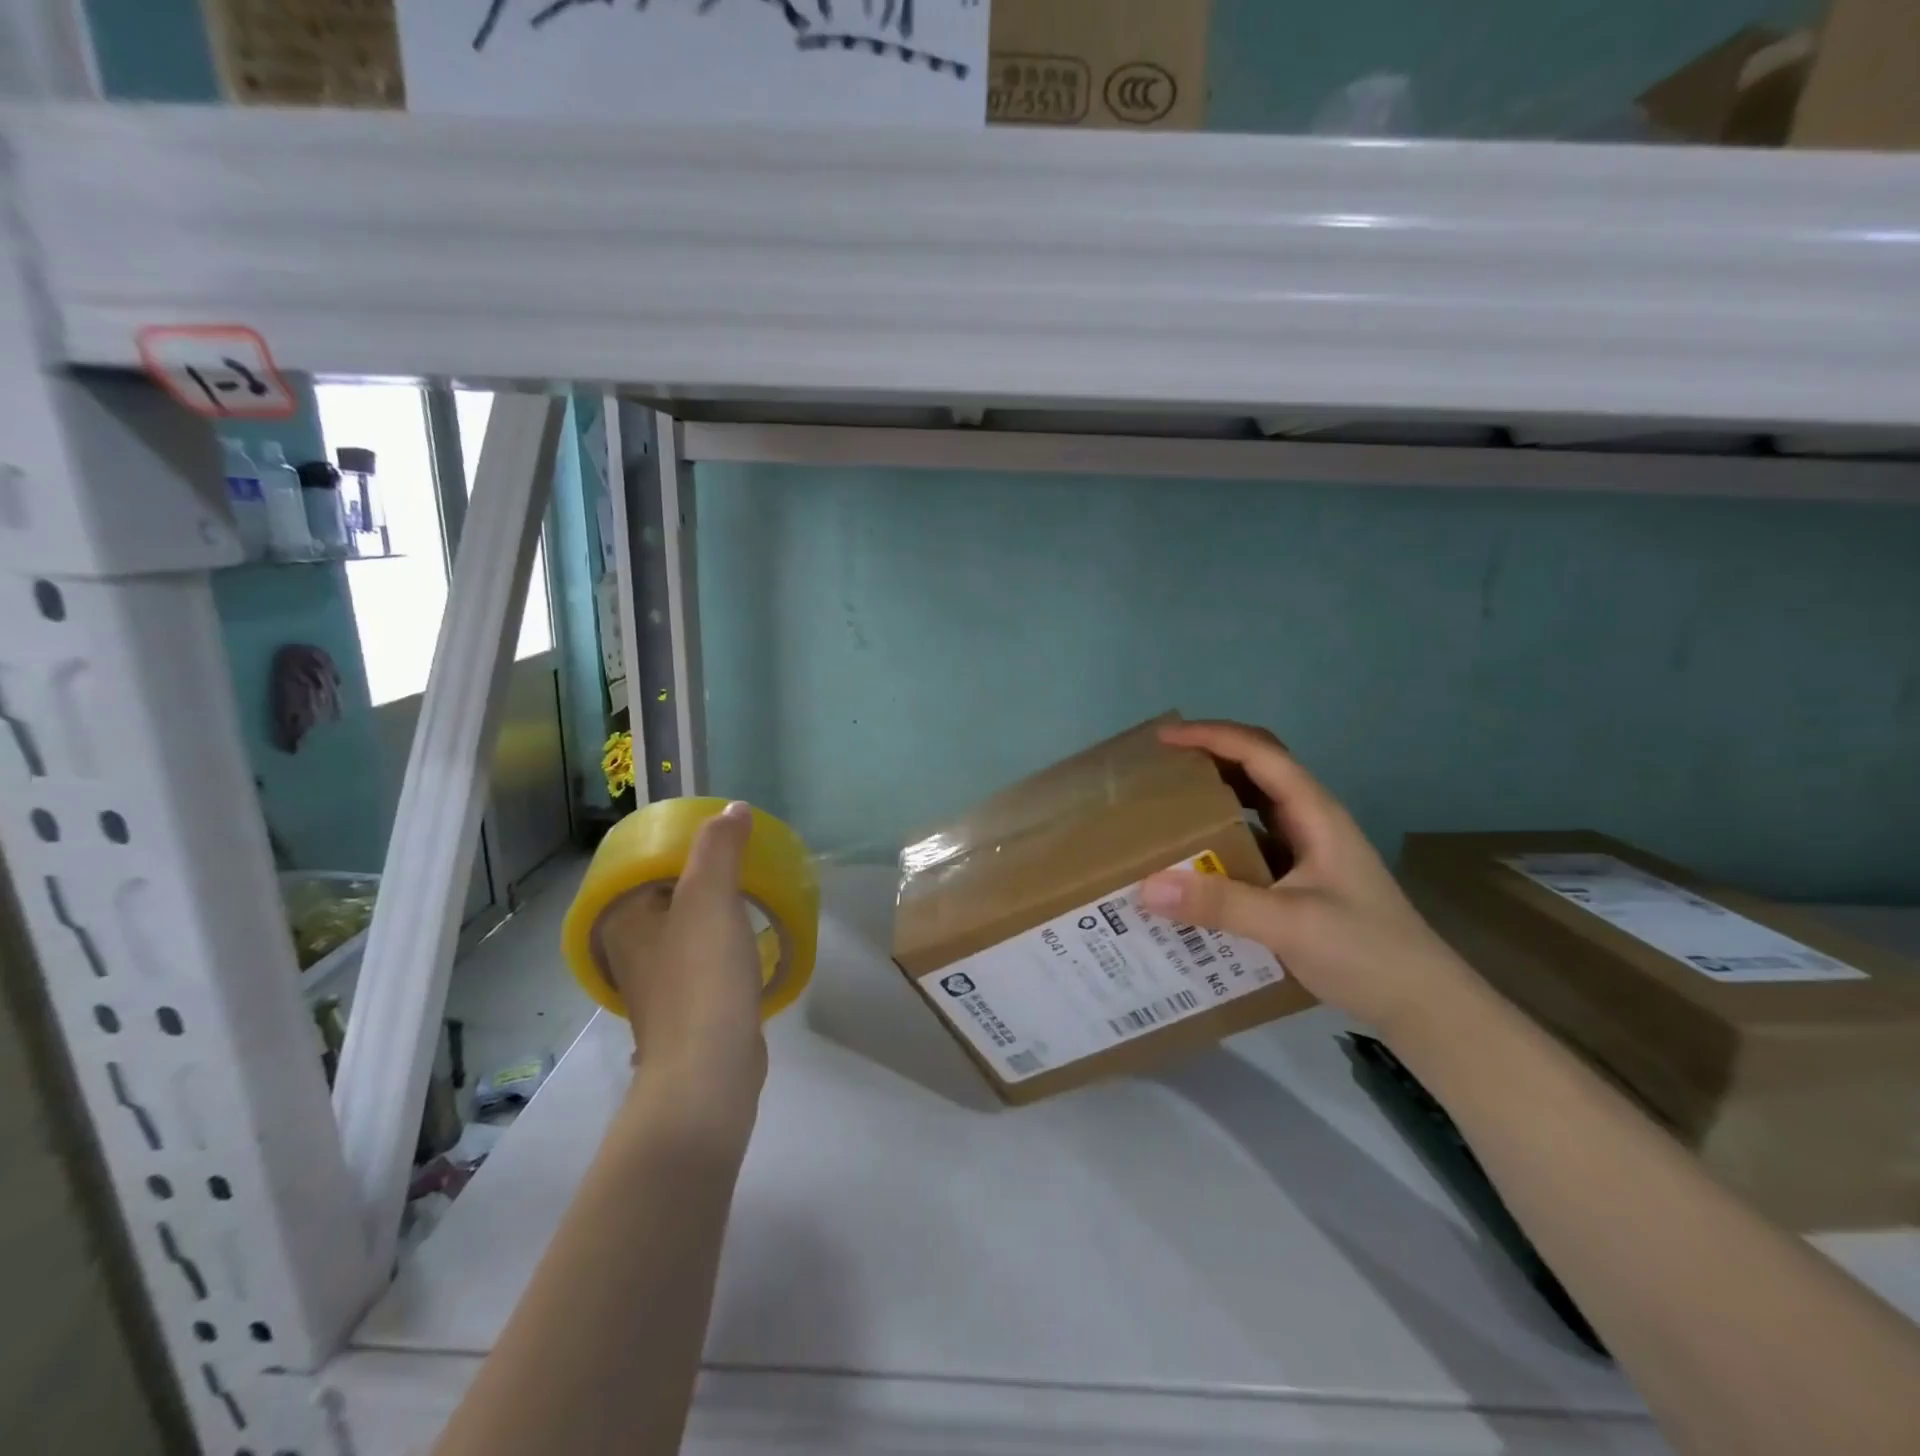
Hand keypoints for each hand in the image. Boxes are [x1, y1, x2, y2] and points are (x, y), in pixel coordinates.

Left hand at [595, 801, 766, 1128]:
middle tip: (747, 859)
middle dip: (707, 876)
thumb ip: (720, 847)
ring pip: (688, 928)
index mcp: (622, 919)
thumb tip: (734, 809)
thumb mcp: (710, 896)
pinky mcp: (686, 1007)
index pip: (648, 864)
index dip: (685, 844)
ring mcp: (657, 982)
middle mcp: (630, 948)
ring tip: (755, 892)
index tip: (725, 836)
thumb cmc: (702, 975)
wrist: (709, 1071)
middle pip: (669, 895)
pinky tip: (750, 939)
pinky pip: (704, 958)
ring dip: (718, 910)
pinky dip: (725, 943)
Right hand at [1140, 721, 1478, 1040]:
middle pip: (1256, 769)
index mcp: (1315, 813)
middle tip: (1160, 768)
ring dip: (1214, 797)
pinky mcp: (1300, 880)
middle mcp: (1310, 821)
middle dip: (1209, 758)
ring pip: (1254, 806)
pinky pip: (1252, 844)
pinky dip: (1220, 840)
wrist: (1423, 1004)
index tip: (1163, 739)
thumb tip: (1147, 887)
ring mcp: (1307, 850)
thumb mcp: (1290, 924)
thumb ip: (1220, 903)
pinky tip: (1193, 862)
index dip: (1211, 736)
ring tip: (1166, 807)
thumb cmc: (1366, 951)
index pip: (1259, 753)